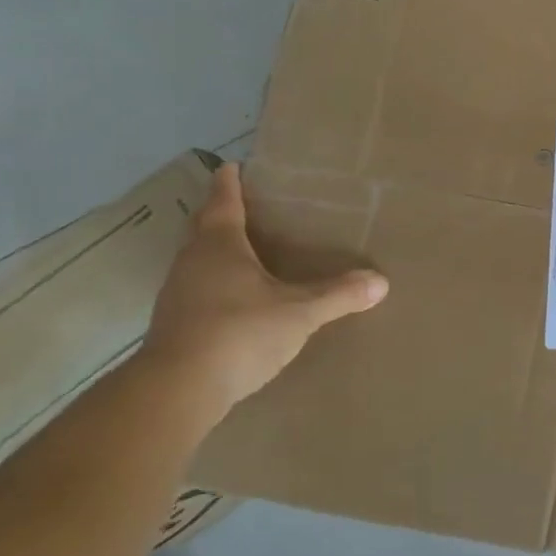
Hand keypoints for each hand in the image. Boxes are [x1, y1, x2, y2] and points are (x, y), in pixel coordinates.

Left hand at [142, 163, 386, 412]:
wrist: (178, 389)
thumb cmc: (239, 333)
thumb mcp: (299, 313)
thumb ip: (339, 295)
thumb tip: (381, 281)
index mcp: (219, 246)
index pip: (223, 202)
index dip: (230, 183)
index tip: (232, 166)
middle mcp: (192, 261)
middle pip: (203, 227)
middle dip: (220, 213)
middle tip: (242, 204)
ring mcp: (178, 294)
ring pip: (197, 259)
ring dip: (215, 250)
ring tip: (243, 250)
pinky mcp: (174, 324)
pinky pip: (197, 289)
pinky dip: (214, 283)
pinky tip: (234, 299)